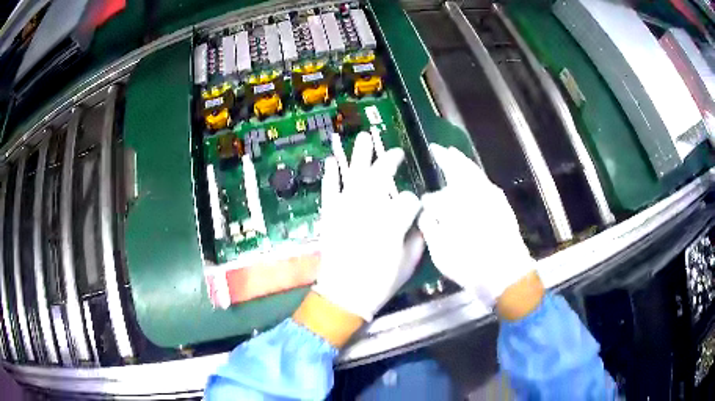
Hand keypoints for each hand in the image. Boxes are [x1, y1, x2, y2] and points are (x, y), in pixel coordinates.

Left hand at [312, 132, 422, 321]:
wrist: (344, 294)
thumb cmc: (380, 282)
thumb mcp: (409, 262)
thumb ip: (418, 236)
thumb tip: (419, 218)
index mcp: (393, 222)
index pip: (409, 199)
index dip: (414, 202)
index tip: (416, 209)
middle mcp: (369, 209)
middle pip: (380, 175)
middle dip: (390, 160)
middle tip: (395, 152)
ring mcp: (346, 209)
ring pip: (354, 175)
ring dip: (359, 155)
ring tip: (364, 137)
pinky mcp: (330, 215)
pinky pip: (329, 190)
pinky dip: (331, 175)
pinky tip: (334, 161)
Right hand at [418, 144, 536, 308]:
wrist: (506, 273)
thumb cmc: (470, 264)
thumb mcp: (441, 250)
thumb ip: (430, 226)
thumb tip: (427, 210)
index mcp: (454, 204)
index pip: (435, 196)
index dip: (428, 199)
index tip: (422, 199)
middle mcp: (473, 194)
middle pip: (459, 169)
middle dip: (448, 159)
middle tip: (439, 149)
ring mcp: (491, 197)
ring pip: (474, 173)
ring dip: (464, 164)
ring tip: (455, 156)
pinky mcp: (502, 204)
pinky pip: (485, 182)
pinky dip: (477, 176)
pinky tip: (474, 180)